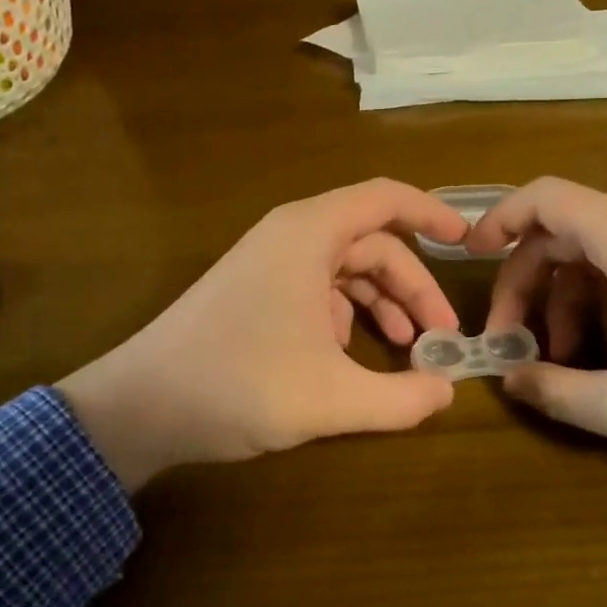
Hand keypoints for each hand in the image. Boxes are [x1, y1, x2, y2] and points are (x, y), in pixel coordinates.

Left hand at [57, 179, 468, 489]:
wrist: (138, 407)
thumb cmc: (238, 384)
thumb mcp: (331, 398)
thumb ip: (401, 398)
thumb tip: (447, 392)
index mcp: (309, 234)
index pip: (385, 198)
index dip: (432, 214)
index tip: (468, 242)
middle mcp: (290, 237)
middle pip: (372, 244)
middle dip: (413, 286)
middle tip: (440, 337)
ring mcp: (268, 265)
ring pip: (345, 270)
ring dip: (382, 304)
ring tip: (407, 350)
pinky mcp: (253, 293)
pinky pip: (317, 291)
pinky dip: (346, 318)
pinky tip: (350, 359)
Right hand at [470, 177, 606, 457]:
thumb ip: (555, 393)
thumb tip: (510, 380)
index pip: (544, 196)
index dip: (498, 219)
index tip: (468, 257)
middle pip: (561, 232)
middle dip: (524, 284)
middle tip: (511, 342)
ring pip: (592, 254)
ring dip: (563, 301)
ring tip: (563, 363)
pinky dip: (600, 302)